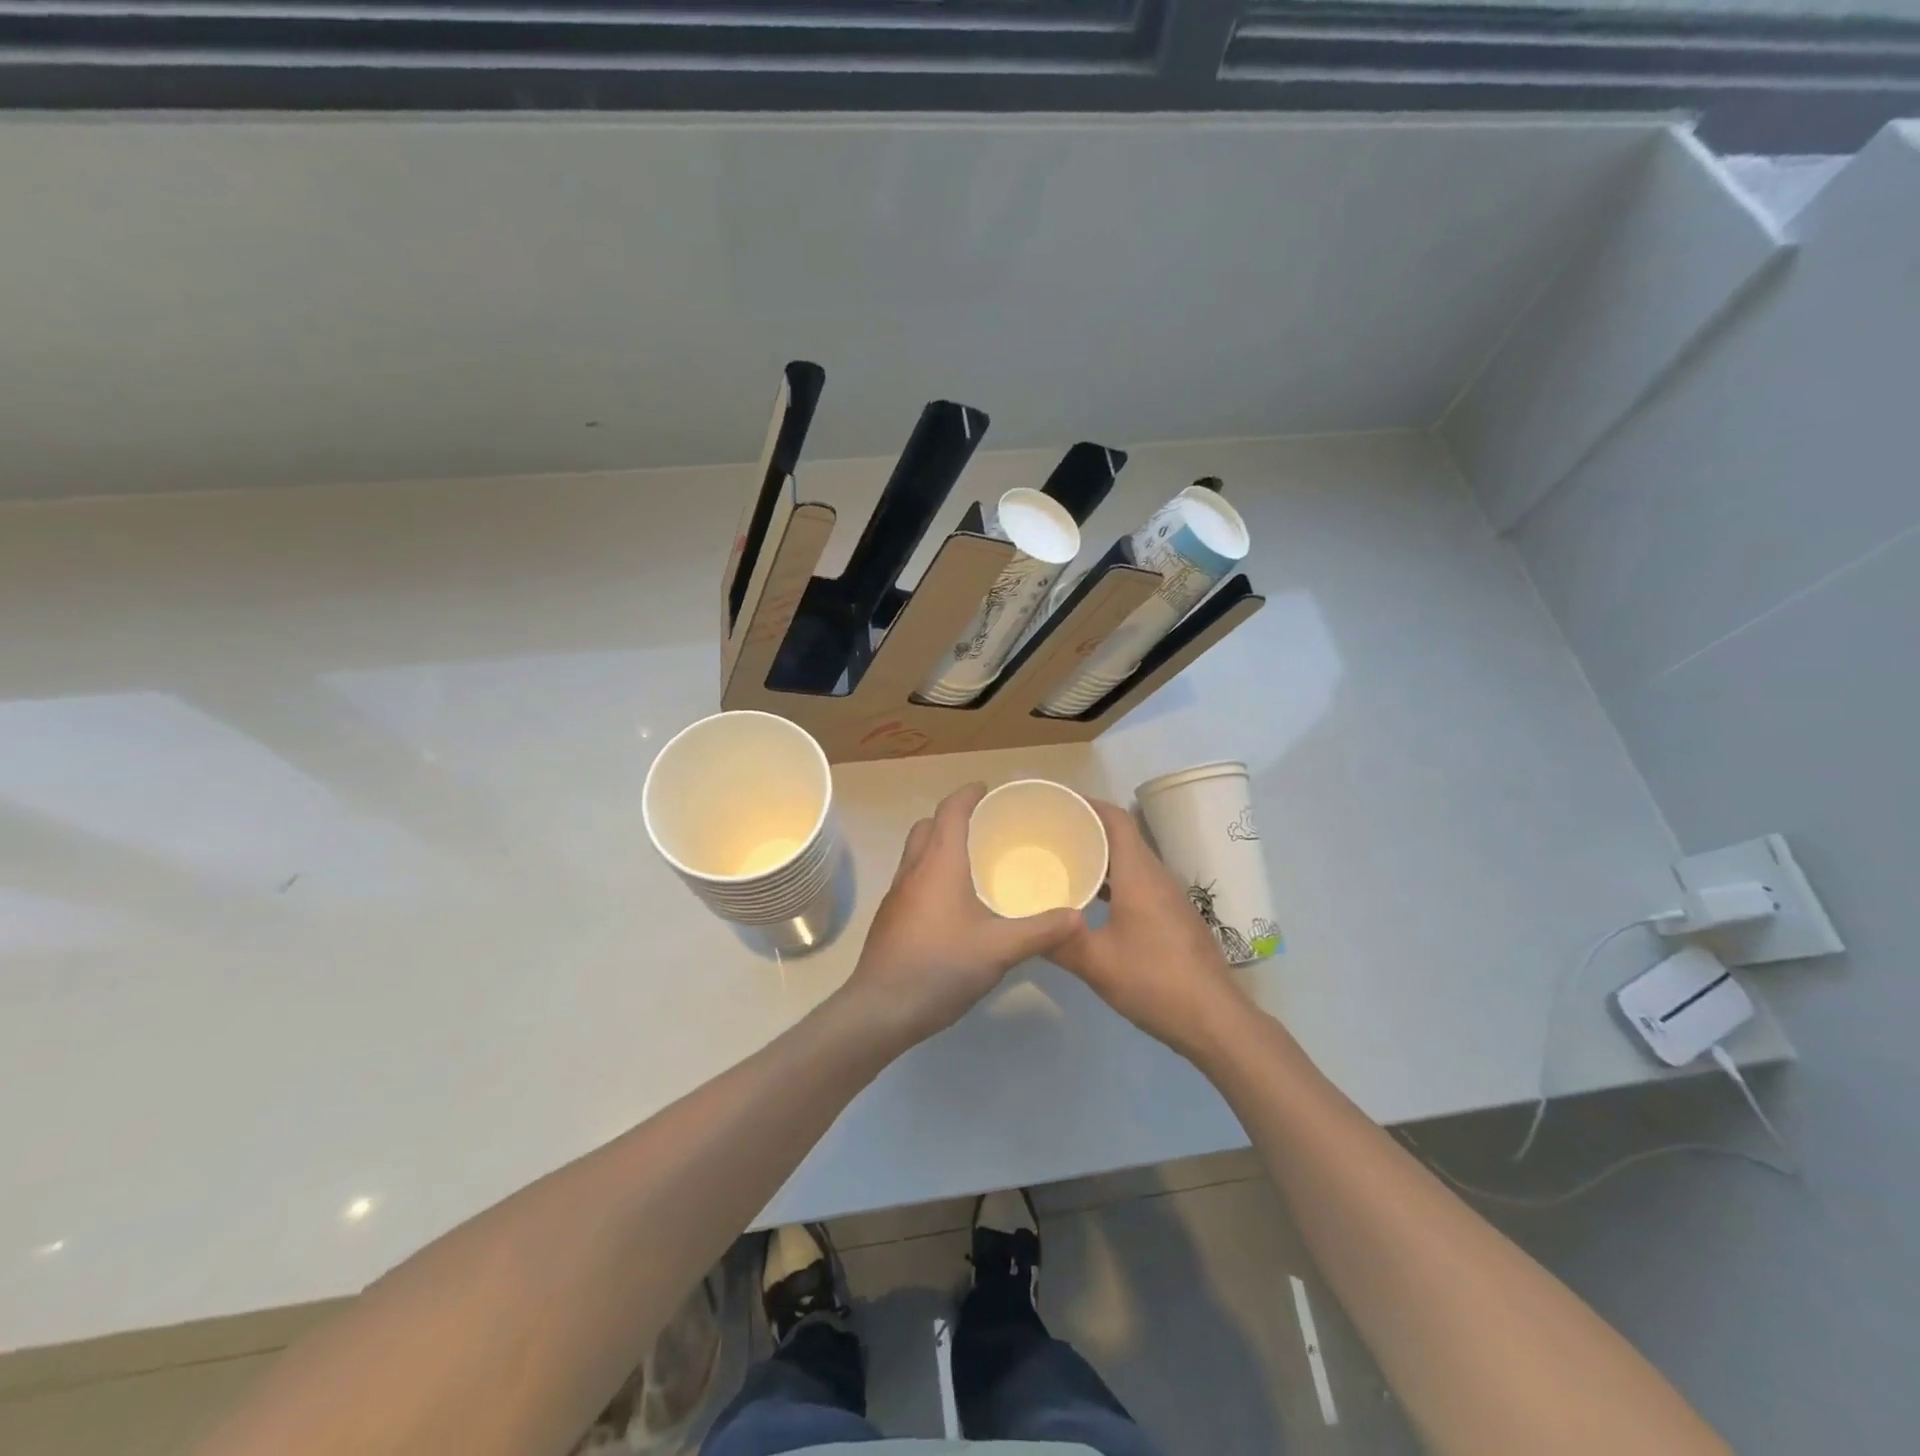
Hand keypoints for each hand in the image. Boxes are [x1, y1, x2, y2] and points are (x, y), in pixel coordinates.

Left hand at [846, 783, 1082, 1042]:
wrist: (882, 1008)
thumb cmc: (941, 966)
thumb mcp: (1000, 949)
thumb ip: (1041, 931)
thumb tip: (1077, 917)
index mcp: (939, 863)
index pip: (950, 810)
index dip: (968, 794)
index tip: (988, 789)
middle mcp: (913, 869)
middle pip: (928, 826)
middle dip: (952, 818)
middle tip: (984, 827)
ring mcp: (897, 893)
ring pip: (916, 852)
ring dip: (939, 845)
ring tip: (973, 861)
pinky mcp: (891, 917)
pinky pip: (912, 877)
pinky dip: (931, 872)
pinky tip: (953, 902)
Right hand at [1048, 799, 1245, 1054]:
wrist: (1215, 1020)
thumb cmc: (1154, 982)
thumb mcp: (1096, 964)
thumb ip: (1058, 941)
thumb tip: (1024, 927)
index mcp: (1139, 875)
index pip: (1116, 819)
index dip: (1087, 804)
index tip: (1055, 804)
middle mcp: (1157, 877)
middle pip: (1122, 836)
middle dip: (1087, 829)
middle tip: (1048, 834)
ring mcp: (1169, 898)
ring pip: (1131, 862)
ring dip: (1100, 857)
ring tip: (1063, 862)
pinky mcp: (1174, 918)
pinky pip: (1139, 883)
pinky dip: (1113, 881)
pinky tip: (1090, 903)